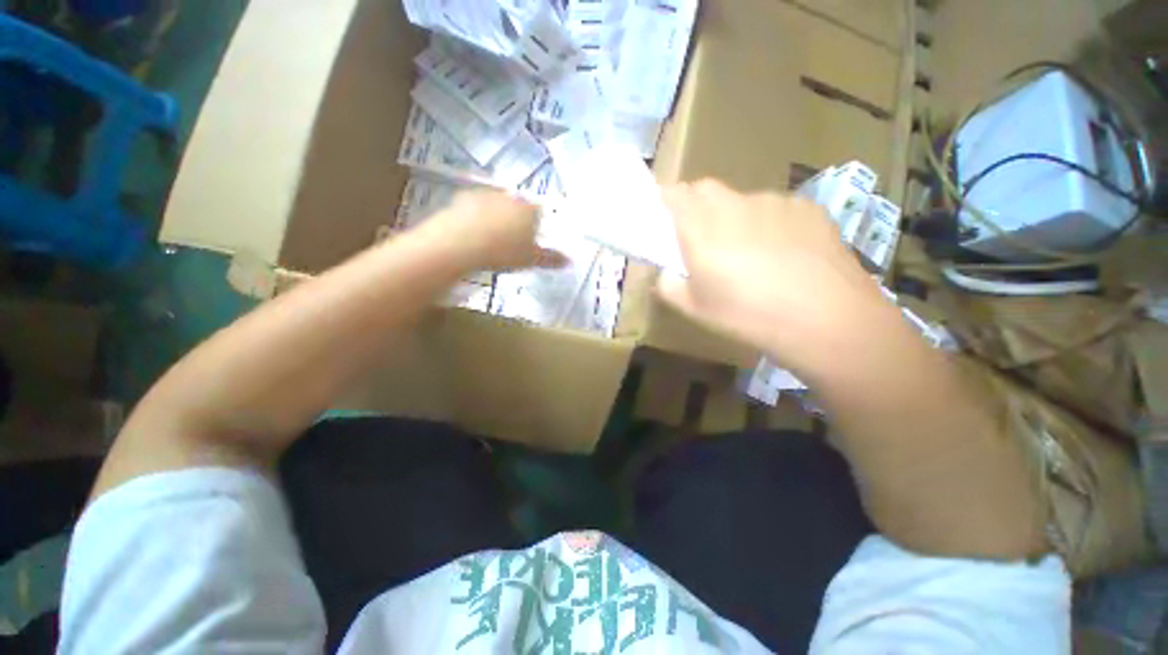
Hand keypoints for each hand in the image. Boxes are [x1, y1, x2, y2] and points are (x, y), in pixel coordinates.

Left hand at [418, 189, 565, 271]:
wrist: (461, 243)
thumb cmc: (503, 252)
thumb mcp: (530, 260)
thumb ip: (550, 259)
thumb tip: (569, 261)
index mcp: (530, 210)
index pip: (540, 213)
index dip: (536, 225)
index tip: (530, 240)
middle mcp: (511, 197)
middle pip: (518, 207)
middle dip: (516, 220)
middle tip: (511, 241)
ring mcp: (487, 194)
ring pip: (497, 205)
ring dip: (496, 216)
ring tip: (490, 238)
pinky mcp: (464, 197)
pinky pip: (475, 206)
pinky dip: (476, 215)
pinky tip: (472, 231)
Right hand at [658, 179, 886, 361]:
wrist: (828, 320)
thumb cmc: (749, 316)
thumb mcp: (695, 310)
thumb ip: (667, 286)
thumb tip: (664, 272)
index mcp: (702, 229)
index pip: (673, 195)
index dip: (663, 200)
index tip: (661, 217)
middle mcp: (735, 206)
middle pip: (704, 189)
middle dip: (694, 204)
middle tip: (698, 236)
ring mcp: (774, 202)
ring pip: (740, 199)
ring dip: (732, 216)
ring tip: (748, 250)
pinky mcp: (806, 208)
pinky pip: (774, 208)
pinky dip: (767, 222)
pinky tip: (783, 252)